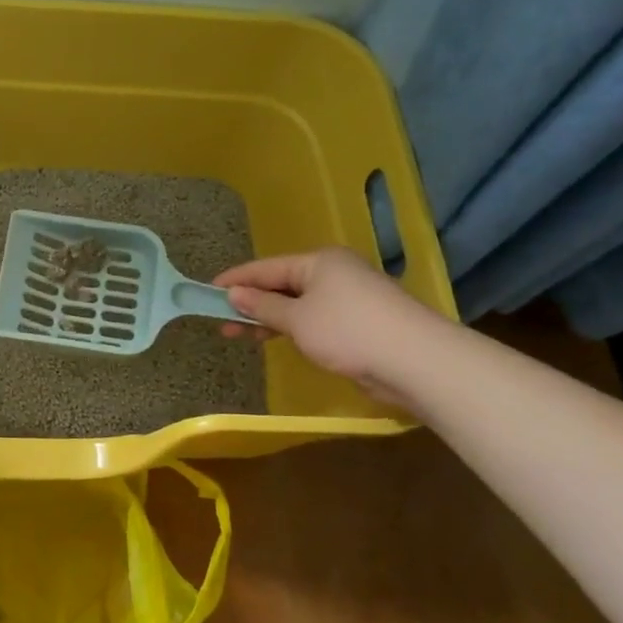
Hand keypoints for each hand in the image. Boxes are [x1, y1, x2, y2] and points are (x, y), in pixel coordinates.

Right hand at [213, 247, 442, 407]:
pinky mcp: (358, 322)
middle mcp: (334, 273)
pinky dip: (291, 327)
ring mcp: (349, 297)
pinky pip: (313, 319)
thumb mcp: (297, 319)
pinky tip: (276, 339)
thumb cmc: (348, 331)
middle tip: (220, 321)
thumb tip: (234, 294)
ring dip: (268, 318)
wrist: (415, 361)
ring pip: (297, 303)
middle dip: (250, 302)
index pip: (265, 267)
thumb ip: (262, 306)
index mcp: (319, 261)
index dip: (235, 279)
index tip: (207, 290)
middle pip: (281, 284)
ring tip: (240, 335)